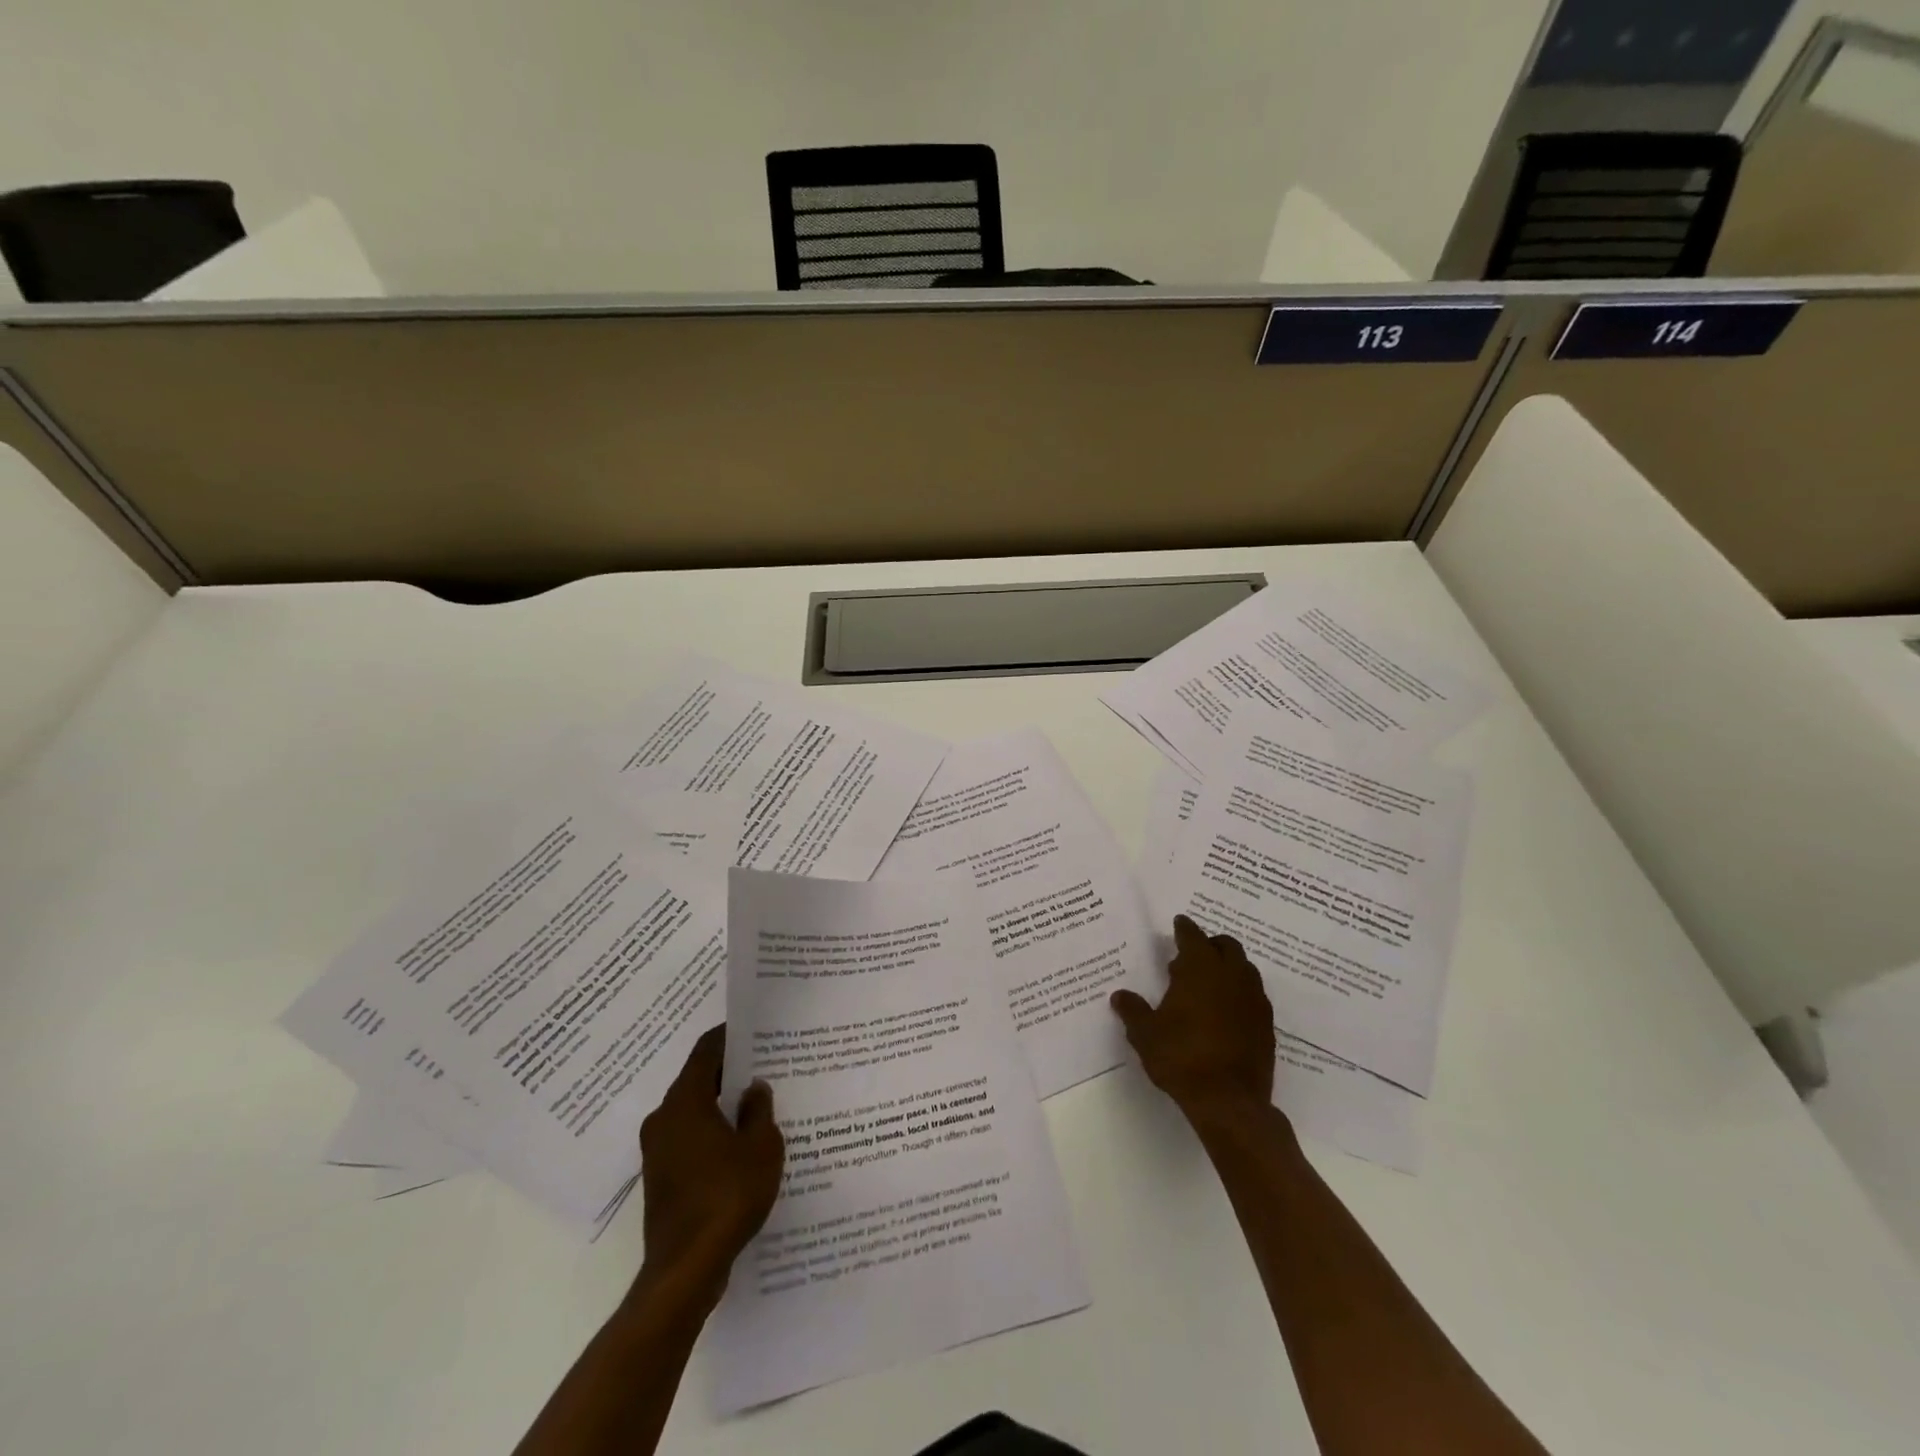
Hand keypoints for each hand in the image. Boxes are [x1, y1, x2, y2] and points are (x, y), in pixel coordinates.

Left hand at [637, 1025, 782, 1298]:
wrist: (685, 1271)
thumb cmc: (727, 1196)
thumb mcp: (761, 1147)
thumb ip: (759, 1110)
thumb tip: (754, 1087)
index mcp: (685, 1101)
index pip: (706, 1051)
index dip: (730, 1036)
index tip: (754, 1029)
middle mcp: (664, 1119)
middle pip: (698, 1079)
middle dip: (730, 1071)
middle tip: (764, 1065)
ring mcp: (657, 1151)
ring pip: (693, 1111)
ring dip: (721, 1105)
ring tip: (757, 1104)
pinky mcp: (660, 1178)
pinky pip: (689, 1139)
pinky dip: (712, 1132)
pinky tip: (740, 1144)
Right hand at [1111, 915, 1276, 1129]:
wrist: (1229, 1102)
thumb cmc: (1181, 1057)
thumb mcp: (1145, 1034)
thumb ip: (1133, 1010)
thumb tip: (1120, 996)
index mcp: (1201, 969)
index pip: (1193, 936)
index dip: (1184, 928)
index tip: (1179, 922)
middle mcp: (1232, 976)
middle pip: (1227, 946)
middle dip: (1210, 944)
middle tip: (1190, 956)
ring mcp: (1254, 1001)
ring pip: (1244, 969)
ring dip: (1228, 968)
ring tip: (1207, 984)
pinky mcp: (1266, 1026)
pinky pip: (1254, 996)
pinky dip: (1239, 993)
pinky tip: (1224, 1012)